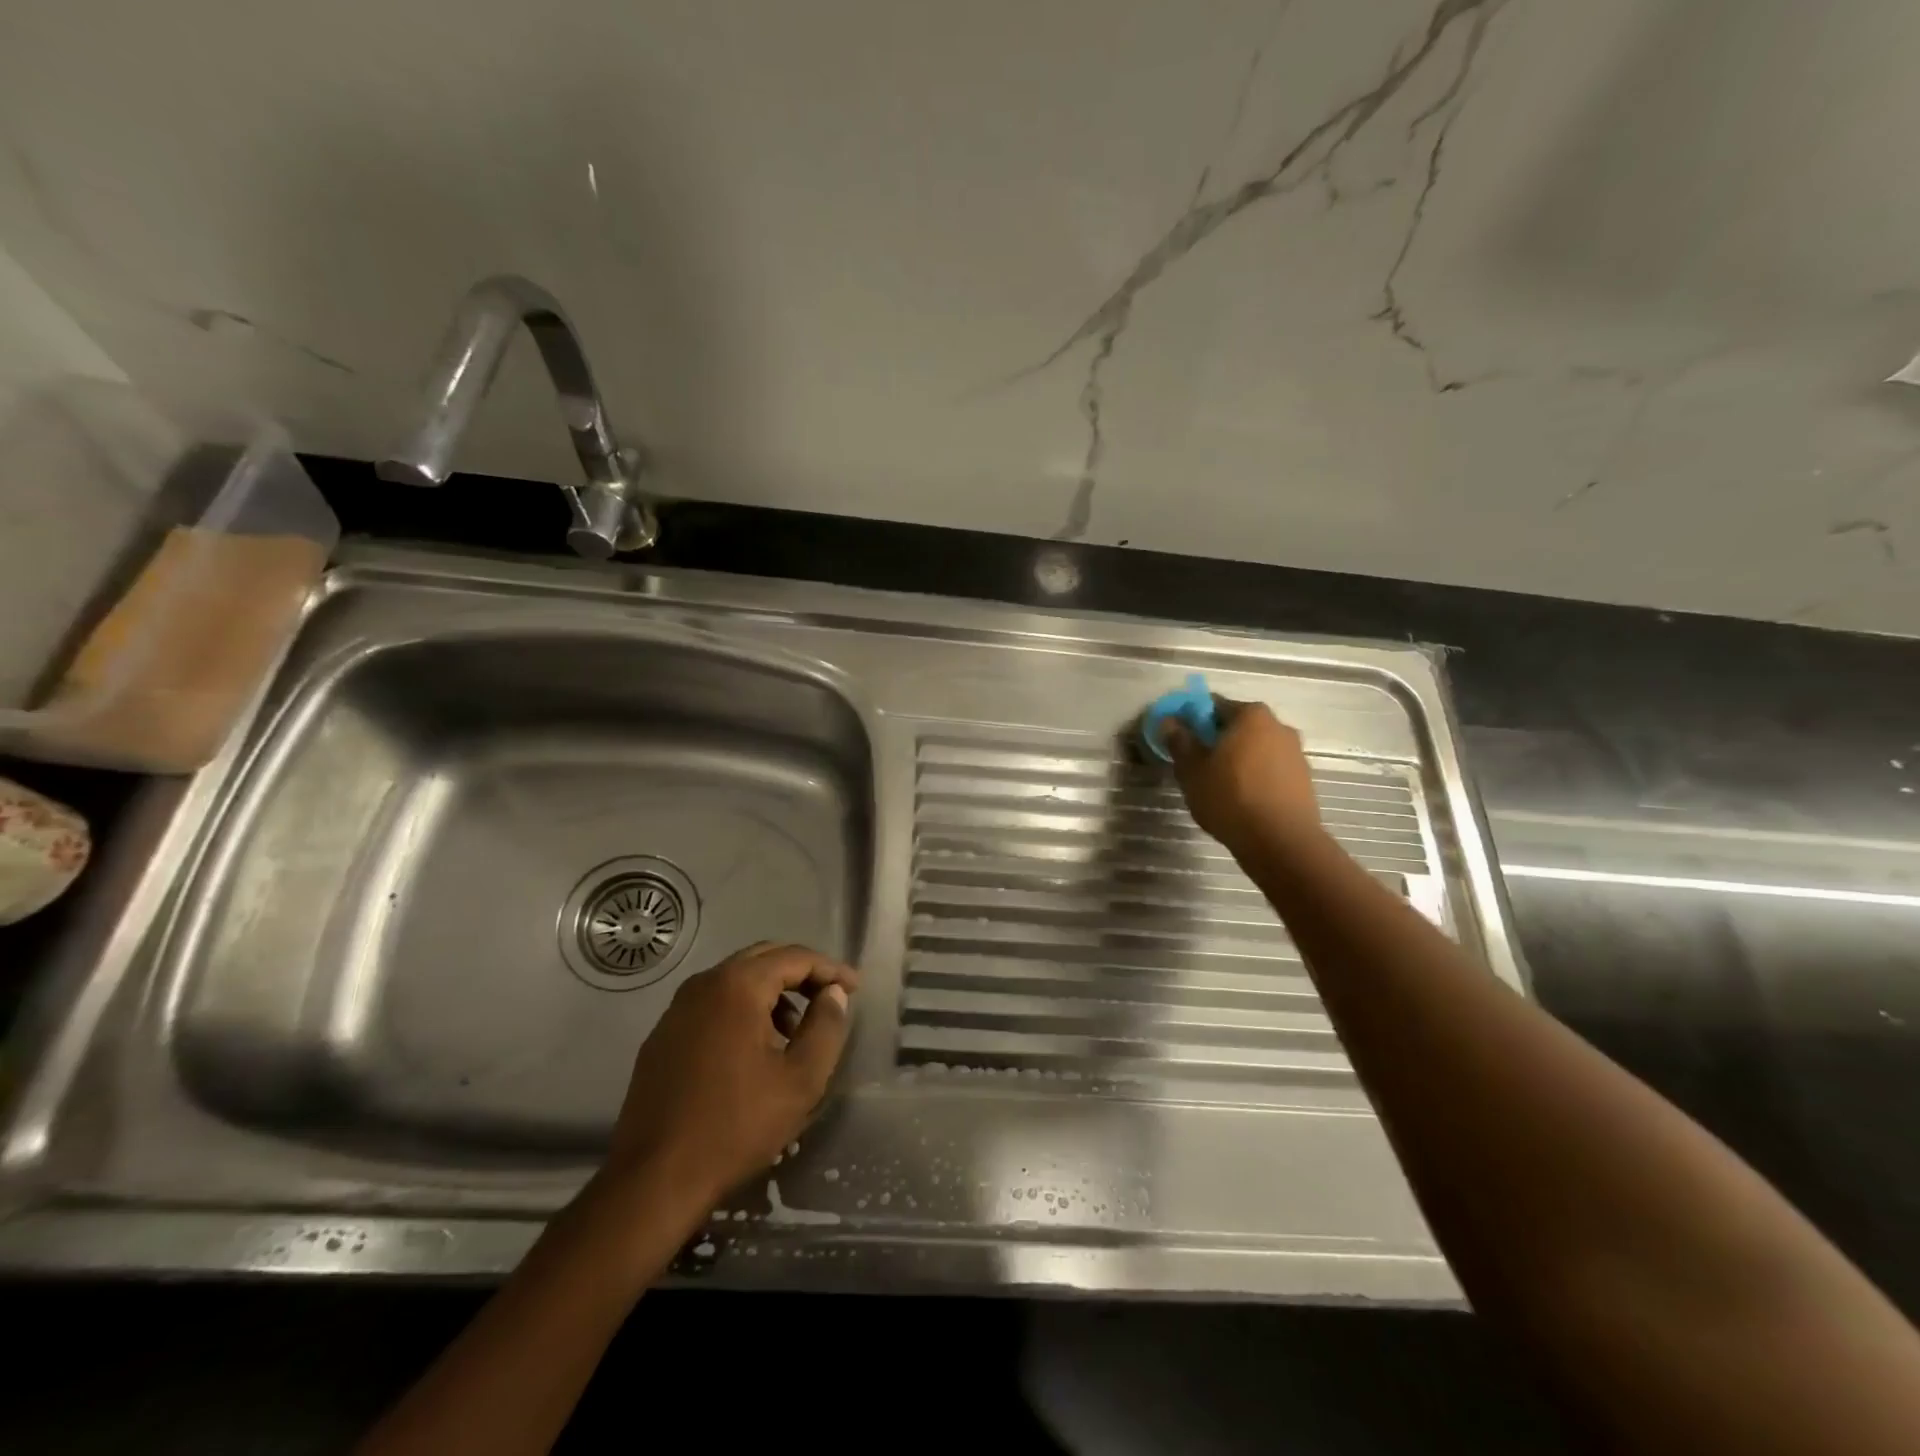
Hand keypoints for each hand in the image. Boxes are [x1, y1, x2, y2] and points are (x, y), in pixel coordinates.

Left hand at [602, 942, 857, 1210]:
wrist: (654, 1180)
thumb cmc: (736, 1126)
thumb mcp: (800, 1080)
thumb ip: (826, 1027)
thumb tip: (834, 994)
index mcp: (737, 986)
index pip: (794, 957)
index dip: (829, 968)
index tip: (855, 987)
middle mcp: (703, 984)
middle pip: (763, 959)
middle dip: (801, 973)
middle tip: (829, 996)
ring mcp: (677, 1010)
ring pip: (736, 981)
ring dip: (772, 993)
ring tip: (795, 1030)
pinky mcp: (662, 1037)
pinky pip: (713, 1005)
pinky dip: (742, 1010)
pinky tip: (754, 1049)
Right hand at [1164, 697, 1322, 853]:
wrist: (1281, 842)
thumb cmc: (1230, 797)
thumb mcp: (1192, 770)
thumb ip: (1180, 741)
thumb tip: (1170, 722)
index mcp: (1251, 715)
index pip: (1214, 706)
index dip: (1193, 721)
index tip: (1181, 741)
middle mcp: (1279, 726)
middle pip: (1238, 727)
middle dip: (1217, 741)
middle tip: (1198, 766)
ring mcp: (1296, 753)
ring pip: (1256, 749)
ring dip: (1238, 760)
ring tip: (1219, 787)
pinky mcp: (1304, 780)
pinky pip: (1271, 771)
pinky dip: (1256, 778)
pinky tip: (1242, 801)